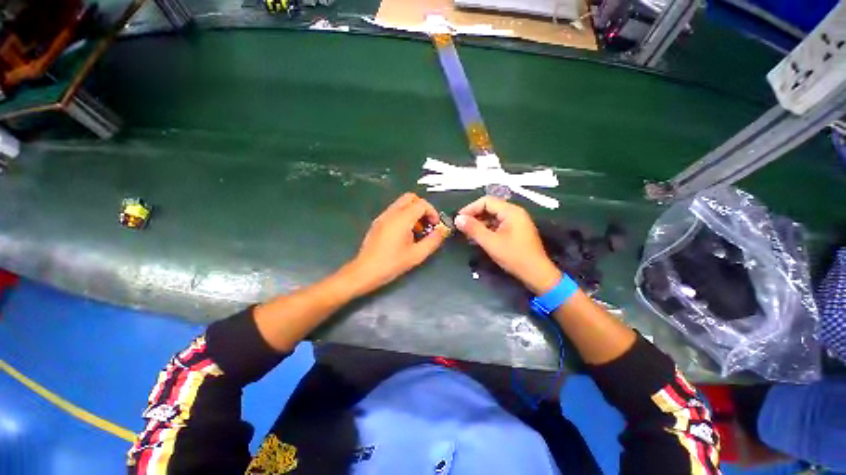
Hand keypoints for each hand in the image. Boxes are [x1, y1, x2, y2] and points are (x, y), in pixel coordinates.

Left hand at [346, 193, 447, 295]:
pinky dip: (403, 216)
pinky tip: (404, 234)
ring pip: (401, 204)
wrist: (365, 271)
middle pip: (410, 198)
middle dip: (422, 208)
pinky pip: (394, 211)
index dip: (432, 212)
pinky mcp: (377, 222)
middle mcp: (391, 213)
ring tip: (416, 231)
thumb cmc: (392, 263)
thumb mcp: (417, 254)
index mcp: (402, 219)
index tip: (435, 225)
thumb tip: (442, 231)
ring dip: (413, 212)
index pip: (421, 204)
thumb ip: (433, 241)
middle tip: (426, 223)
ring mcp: (382, 216)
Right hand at [455, 196, 560, 294]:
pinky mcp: (515, 231)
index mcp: (511, 211)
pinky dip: (487, 229)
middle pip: (490, 207)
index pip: (486, 201)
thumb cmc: (514, 256)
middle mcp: (515, 213)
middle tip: (462, 226)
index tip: (459, 219)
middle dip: (474, 216)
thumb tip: (457, 219)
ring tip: (467, 233)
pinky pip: (498, 225)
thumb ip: (473, 229)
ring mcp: (516, 222)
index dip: (470, 208)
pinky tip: (479, 237)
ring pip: (493, 217)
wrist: (536, 274)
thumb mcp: (490, 242)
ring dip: (480, 223)